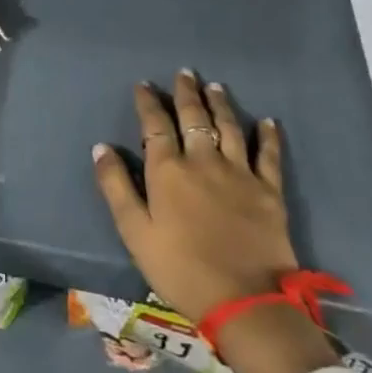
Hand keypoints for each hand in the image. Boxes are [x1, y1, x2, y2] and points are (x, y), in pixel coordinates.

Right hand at [91, 70, 296, 323]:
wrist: (244, 299)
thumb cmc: (178, 267)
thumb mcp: (134, 231)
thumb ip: (116, 186)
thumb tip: (101, 148)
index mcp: (167, 171)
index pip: (155, 125)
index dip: (148, 103)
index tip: (143, 85)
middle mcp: (203, 161)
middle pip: (194, 118)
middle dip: (187, 94)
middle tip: (184, 73)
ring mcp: (240, 174)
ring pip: (230, 128)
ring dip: (221, 104)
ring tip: (215, 86)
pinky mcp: (269, 191)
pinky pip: (269, 155)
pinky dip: (268, 135)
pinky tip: (268, 121)